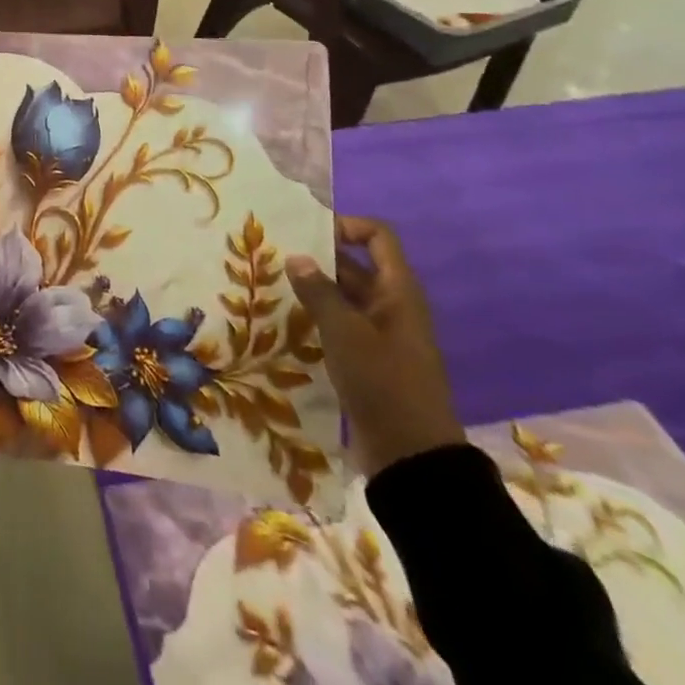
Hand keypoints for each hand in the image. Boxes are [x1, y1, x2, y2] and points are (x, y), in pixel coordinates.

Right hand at [286, 216, 464, 477]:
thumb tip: (296, 257)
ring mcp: (381, 334)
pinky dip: (317, 317)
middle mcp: (392, 305)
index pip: (378, 237)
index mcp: (398, 292)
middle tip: (274, 257)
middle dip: (318, 258)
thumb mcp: (345, 333)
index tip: (308, 232)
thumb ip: (319, 292)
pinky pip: (341, 324)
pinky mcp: (368, 359)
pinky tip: (286, 321)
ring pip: (344, 296)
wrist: (412, 458)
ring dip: (313, 289)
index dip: (347, 225)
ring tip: (272, 286)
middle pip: (356, 265)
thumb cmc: (383, 383)